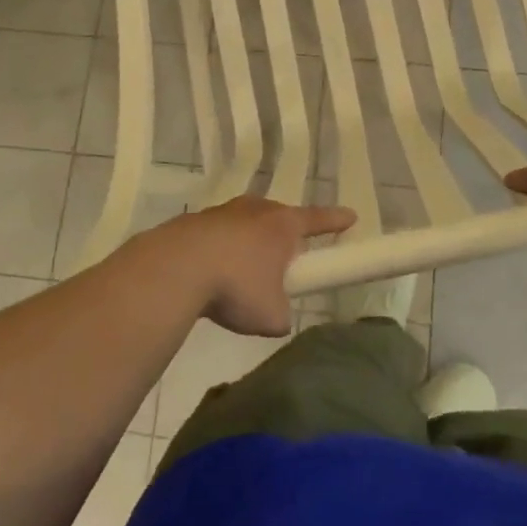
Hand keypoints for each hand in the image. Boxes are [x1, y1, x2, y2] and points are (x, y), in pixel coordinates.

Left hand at [140, 196, 356, 336]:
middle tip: (288, 257)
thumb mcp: (271, 315)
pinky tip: (212, 275)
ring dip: (249, 243)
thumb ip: (282, 314)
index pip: (318, 220)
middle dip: (285, 236)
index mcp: (282, 225)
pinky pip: (217, 236)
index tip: (351, 217)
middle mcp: (256, 210)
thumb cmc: (236, 286)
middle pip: (279, 218)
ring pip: (245, 225)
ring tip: (244, 273)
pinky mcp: (193, 223)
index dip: (336, 221)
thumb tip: (277, 315)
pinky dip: (220, 252)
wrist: (175, 268)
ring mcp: (222, 213)